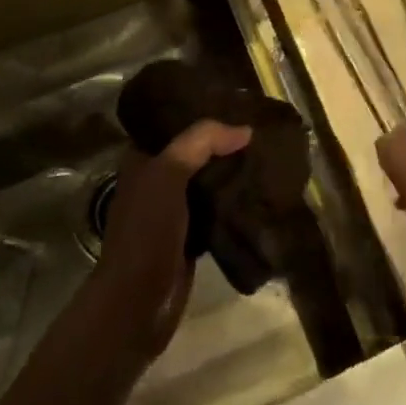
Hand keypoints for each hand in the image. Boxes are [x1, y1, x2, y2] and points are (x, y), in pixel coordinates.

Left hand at [92, 120, 250, 359]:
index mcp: (142, 160)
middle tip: (261, 125)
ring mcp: (174, 210)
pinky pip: (219, 209)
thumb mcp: (168, 174)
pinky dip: (237, 200)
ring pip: (209, 179)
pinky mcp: (192, 236)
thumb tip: (245, 129)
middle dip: (224, 140)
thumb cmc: (145, 232)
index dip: (202, 108)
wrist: (137, 304)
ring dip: (233, 170)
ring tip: (268, 152)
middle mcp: (156, 180)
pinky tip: (262, 189)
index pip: (173, 122)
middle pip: (196, 151)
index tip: (237, 99)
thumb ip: (201, 143)